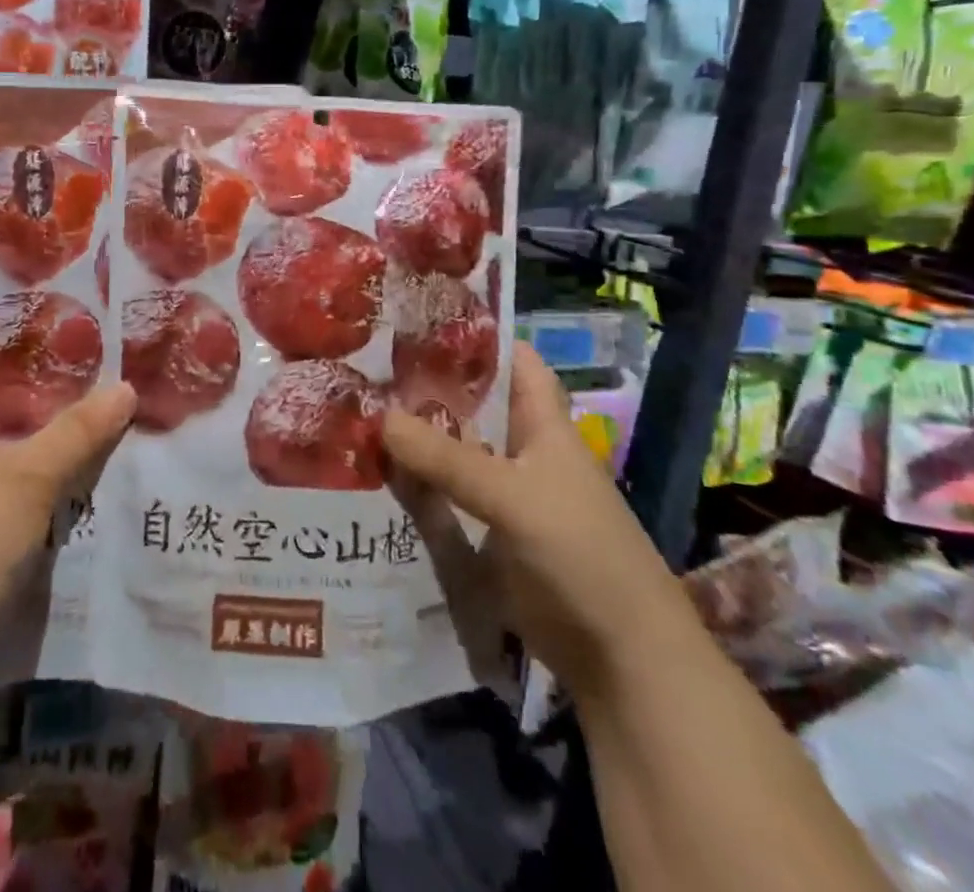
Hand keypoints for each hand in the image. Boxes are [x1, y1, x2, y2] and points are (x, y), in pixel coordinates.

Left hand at [0, 376, 135, 643]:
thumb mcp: (33, 478)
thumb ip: (80, 430)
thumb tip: (125, 387)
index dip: (44, 364)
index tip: (92, 358)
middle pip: (8, 417)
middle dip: (58, 411)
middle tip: (110, 396)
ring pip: (10, 457)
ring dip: (52, 452)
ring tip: (106, 434)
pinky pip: (6, 491)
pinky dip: (39, 486)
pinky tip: (80, 485)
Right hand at [382, 342, 688, 689]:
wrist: (621, 658)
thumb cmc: (581, 555)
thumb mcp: (513, 498)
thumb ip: (447, 459)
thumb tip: (380, 417)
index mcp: (542, 425)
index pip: (512, 360)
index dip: (474, 335)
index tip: (418, 316)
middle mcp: (521, 451)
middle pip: (471, 405)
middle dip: (425, 386)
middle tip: (363, 365)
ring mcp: (503, 494)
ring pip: (452, 451)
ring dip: (413, 437)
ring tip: (352, 412)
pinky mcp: (488, 533)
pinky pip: (444, 497)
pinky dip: (415, 486)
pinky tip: (371, 477)